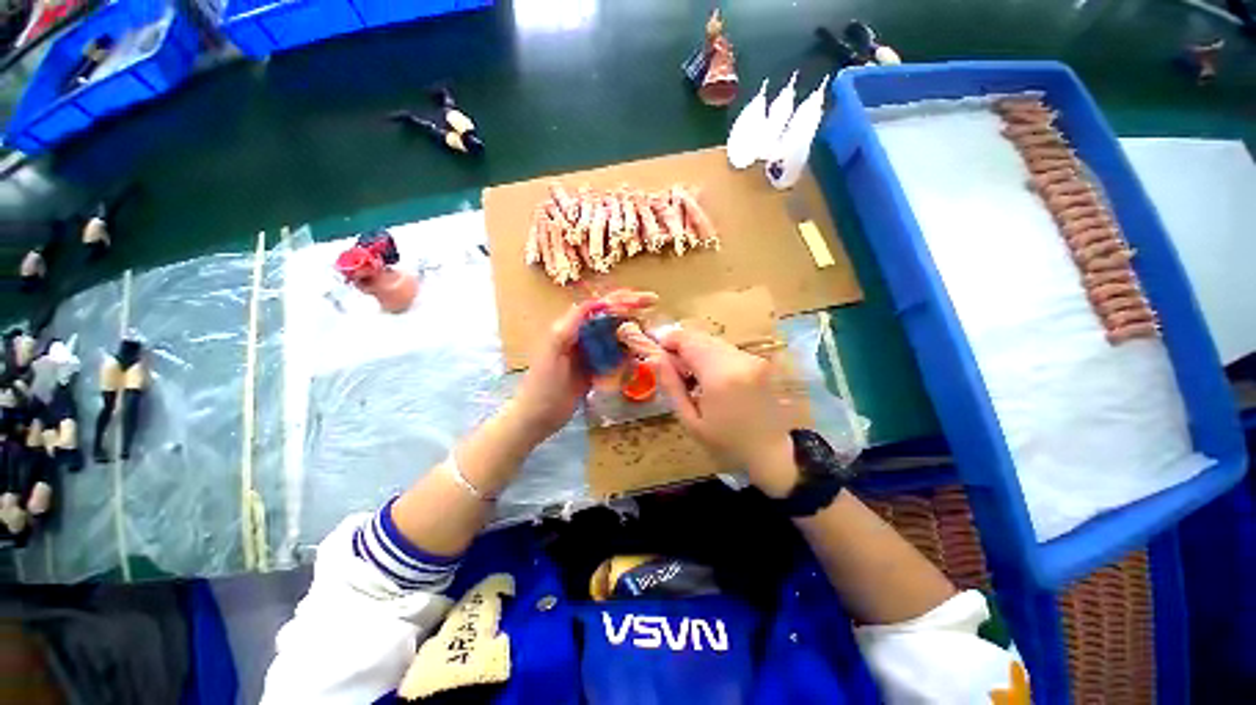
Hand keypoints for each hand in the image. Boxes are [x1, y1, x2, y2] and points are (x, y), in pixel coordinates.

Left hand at [510, 290, 657, 444]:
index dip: (622, 299)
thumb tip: (595, 302)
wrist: (538, 417)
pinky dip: (627, 354)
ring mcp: (590, 353)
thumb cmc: (542, 384)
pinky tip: (639, 355)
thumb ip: (571, 325)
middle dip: (631, 310)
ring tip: (651, 331)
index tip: (644, 300)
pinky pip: (614, 357)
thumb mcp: (553, 351)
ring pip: (615, 336)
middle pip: (610, 318)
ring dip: (632, 332)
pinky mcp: (595, 369)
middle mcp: (582, 336)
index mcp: (571, 328)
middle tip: (653, 305)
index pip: (600, 307)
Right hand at [655, 329, 797, 496]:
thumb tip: (654, 357)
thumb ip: (671, 385)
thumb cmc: (726, 444)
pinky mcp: (759, 361)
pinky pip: (726, 349)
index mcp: (720, 375)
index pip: (687, 340)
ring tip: (690, 375)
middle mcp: (739, 359)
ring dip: (696, 350)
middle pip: (700, 337)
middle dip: (681, 345)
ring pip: (713, 341)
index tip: (657, 352)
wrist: (773, 454)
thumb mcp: (690, 421)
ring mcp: (752, 358)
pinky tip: (708, 377)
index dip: (668, 340)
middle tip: (671, 368)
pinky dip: (711, 356)